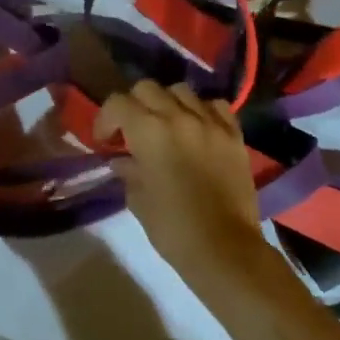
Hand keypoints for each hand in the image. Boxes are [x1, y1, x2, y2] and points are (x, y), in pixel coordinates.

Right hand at [95, 80, 268, 285]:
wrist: (225, 250)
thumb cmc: (173, 228)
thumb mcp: (138, 200)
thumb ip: (128, 171)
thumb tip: (122, 160)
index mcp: (148, 131)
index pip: (117, 103)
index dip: (105, 119)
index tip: (105, 141)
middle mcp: (178, 116)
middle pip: (147, 88)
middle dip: (134, 105)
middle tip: (133, 130)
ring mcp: (210, 123)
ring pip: (181, 90)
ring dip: (168, 103)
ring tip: (167, 126)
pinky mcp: (234, 135)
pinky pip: (215, 106)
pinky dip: (203, 111)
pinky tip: (198, 128)